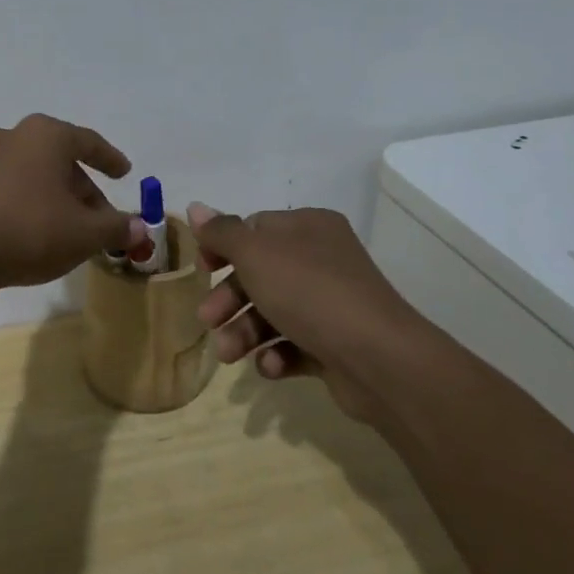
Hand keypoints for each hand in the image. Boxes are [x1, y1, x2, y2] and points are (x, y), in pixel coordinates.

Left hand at [0, 115, 146, 290]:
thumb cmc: (31, 229)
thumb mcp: (85, 233)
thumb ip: (117, 228)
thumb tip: (140, 228)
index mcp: (46, 135)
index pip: (88, 142)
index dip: (110, 159)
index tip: (125, 173)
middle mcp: (15, 136)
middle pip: (61, 160)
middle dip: (84, 190)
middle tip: (101, 219)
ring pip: (35, 174)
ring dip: (58, 198)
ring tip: (71, 230)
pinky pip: (12, 186)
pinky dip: (31, 202)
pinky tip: (37, 231)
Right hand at [188, 202, 426, 423]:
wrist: (378, 358)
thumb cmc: (309, 292)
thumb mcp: (255, 253)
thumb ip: (222, 232)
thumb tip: (195, 206)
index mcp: (308, 228)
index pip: (255, 228)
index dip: (223, 248)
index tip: (202, 269)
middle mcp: (322, 259)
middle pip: (260, 273)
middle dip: (229, 299)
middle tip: (207, 320)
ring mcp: (332, 303)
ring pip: (273, 311)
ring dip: (245, 332)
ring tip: (229, 354)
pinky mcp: (336, 343)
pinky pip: (296, 344)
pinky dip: (276, 355)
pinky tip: (270, 367)